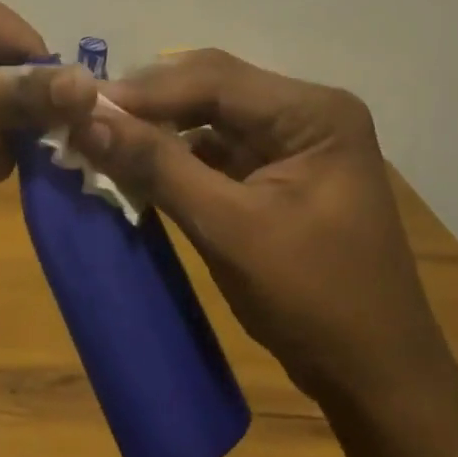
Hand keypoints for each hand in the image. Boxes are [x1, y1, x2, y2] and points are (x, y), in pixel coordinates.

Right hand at [66, 49, 450, 408]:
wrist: (376, 377)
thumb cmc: (315, 300)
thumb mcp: (230, 229)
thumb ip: (157, 167)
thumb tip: (86, 120)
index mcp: (313, 113)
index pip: (214, 79)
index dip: (144, 90)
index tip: (81, 105)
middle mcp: (305, 113)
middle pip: (210, 88)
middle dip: (147, 104)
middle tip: (85, 118)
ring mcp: (292, 142)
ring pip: (206, 116)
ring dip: (155, 129)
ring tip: (99, 138)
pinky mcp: (275, 172)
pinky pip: (212, 148)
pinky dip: (172, 155)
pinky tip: (134, 165)